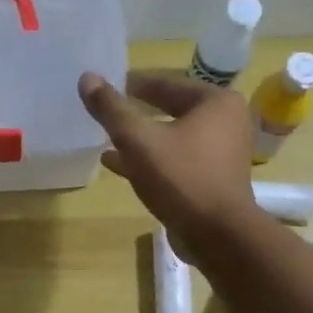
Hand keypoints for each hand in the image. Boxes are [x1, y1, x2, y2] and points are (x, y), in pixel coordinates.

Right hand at [78, 69, 259, 254]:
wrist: (217, 235)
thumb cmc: (181, 178)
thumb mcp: (138, 140)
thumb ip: (112, 109)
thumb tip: (86, 77)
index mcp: (216, 102)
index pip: (167, 83)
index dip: (134, 84)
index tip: (107, 84)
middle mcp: (226, 122)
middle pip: (171, 109)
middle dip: (137, 112)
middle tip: (106, 109)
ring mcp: (221, 153)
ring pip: (172, 137)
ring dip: (140, 138)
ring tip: (105, 137)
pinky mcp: (212, 179)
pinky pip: (176, 160)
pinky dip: (150, 160)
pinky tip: (116, 164)